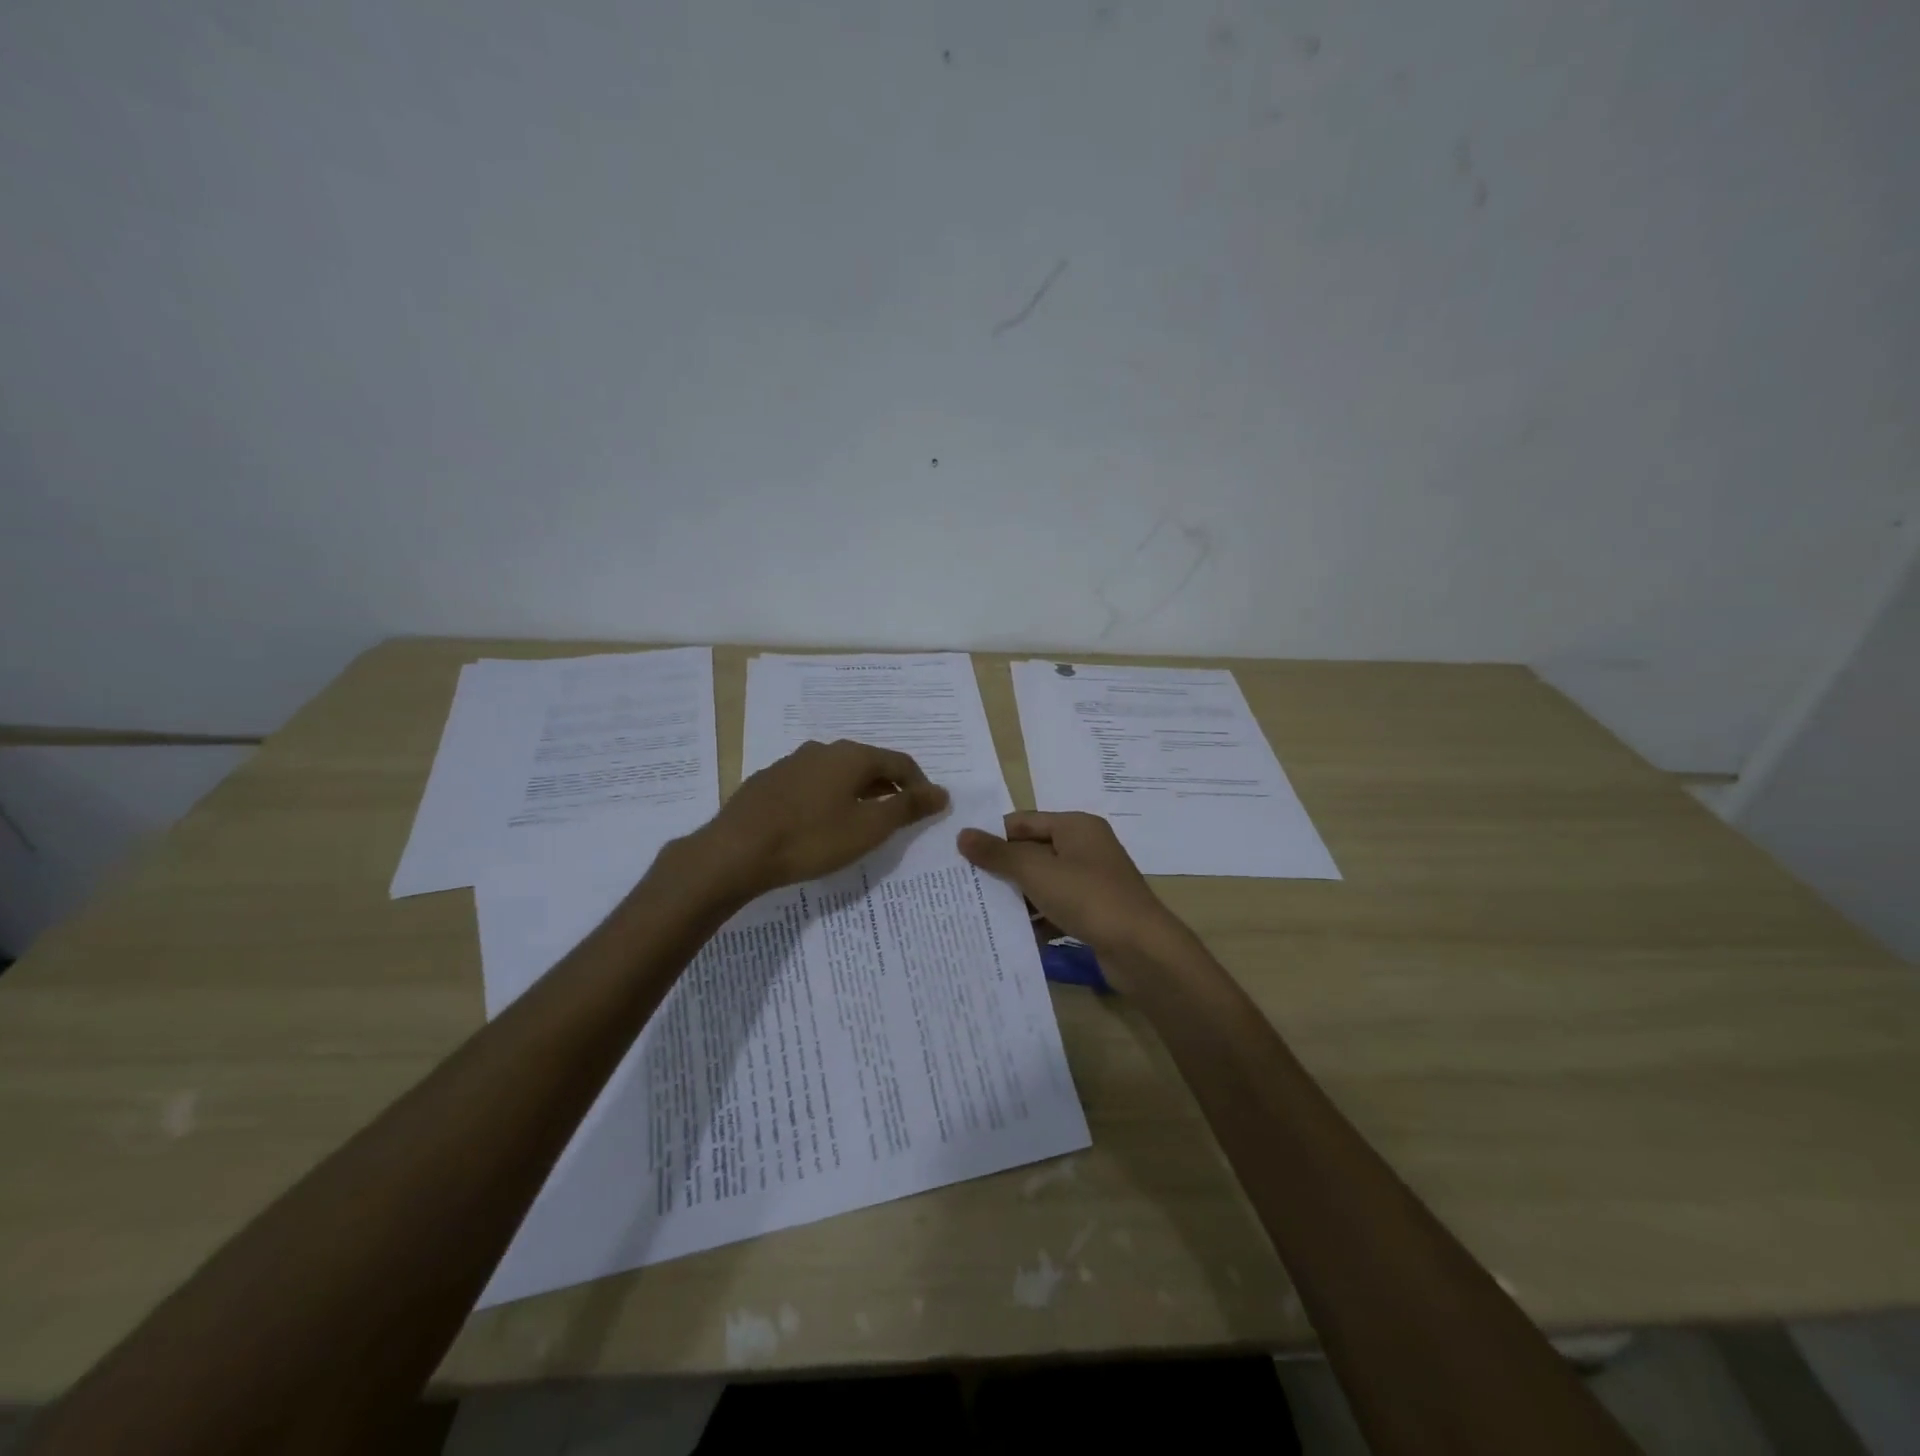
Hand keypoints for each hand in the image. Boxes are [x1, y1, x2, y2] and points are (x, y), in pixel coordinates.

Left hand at [700, 739, 949, 898]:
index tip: (928, 810)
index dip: (919, 785)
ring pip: (837, 773)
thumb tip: (941, 792)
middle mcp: (823, 750)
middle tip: (898, 817)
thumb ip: (907, 808)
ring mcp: (791, 763)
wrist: (736, 851)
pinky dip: (827, 798)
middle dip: (888, 788)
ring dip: (856, 793)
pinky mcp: (768, 781)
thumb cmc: (811, 839)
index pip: (900, 763)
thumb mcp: (868, 828)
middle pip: (868, 764)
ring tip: (860, 822)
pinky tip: (819, 823)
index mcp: (852, 756)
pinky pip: (811, 784)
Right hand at [957, 811, 1181, 959]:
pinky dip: (1038, 919)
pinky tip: (1015, 936)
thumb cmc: (1088, 897)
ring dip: (1018, 897)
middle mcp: (1086, 848)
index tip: (961, 856)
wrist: (1142, 949)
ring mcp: (1093, 881)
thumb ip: (998, 853)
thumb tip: (962, 834)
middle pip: (1033, 852)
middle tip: (965, 886)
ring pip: (1044, 883)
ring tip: (982, 912)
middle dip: (1003, 869)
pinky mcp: (1096, 912)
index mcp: (1075, 826)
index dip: (993, 836)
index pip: (1023, 821)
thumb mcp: (1036, 871)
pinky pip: (1057, 909)